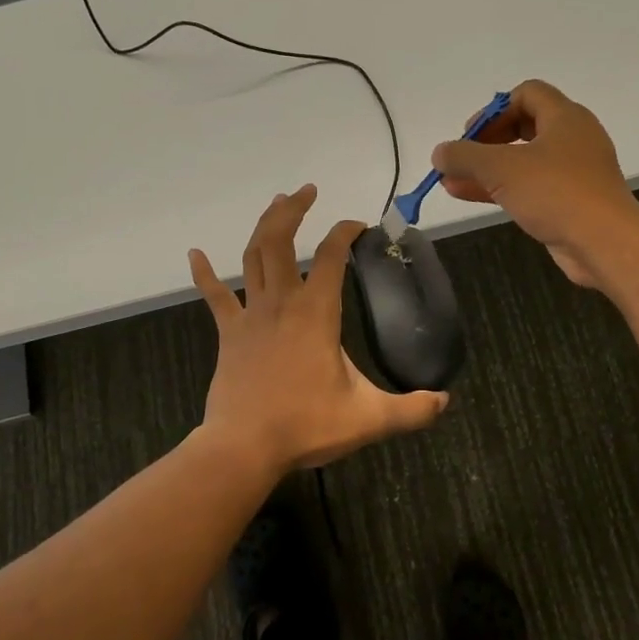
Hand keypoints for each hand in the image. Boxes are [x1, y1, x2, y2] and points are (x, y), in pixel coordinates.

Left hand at [190, 185, 448, 470]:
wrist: (244, 447)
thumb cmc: (305, 425)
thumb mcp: (368, 418)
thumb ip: (412, 410)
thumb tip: (445, 401)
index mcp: (316, 312)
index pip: (332, 256)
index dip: (345, 232)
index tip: (358, 226)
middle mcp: (281, 302)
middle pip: (281, 241)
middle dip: (294, 210)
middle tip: (307, 191)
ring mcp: (250, 315)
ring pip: (252, 257)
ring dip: (264, 227)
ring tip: (276, 204)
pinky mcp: (229, 334)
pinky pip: (214, 296)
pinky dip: (203, 273)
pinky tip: (193, 253)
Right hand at [432, 80, 638, 289]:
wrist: (605, 244)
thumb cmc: (556, 193)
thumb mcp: (501, 169)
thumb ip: (465, 156)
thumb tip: (439, 152)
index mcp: (565, 117)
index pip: (527, 94)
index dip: (494, 109)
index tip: (470, 135)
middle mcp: (573, 138)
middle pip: (524, 125)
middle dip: (487, 141)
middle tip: (462, 157)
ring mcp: (574, 171)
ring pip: (524, 160)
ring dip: (488, 168)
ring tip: (451, 181)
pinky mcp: (572, 200)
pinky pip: (531, 185)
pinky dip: (502, 187)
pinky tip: (468, 195)